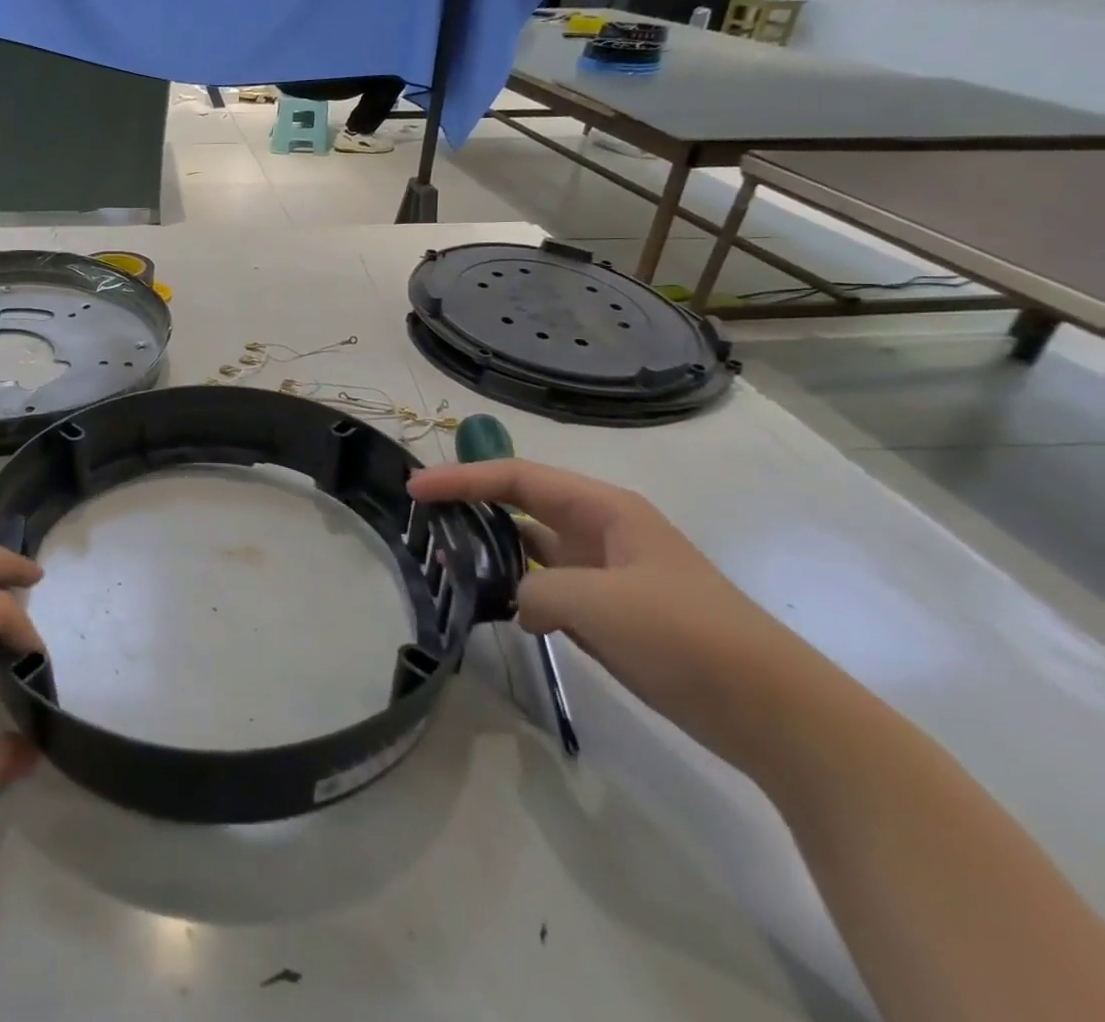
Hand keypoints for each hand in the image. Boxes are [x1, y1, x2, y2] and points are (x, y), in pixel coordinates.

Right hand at [408, 458, 804, 770]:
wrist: (775, 714)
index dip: (462, 478)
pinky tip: (498, 610)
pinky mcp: (610, 613)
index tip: (415, 489)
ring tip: (448, 565)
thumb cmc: (686, 636)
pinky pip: (548, 588)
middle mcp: (601, 530)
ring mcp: (607, 573)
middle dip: (472, 506)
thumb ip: (535, 588)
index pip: (516, 477)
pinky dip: (517, 591)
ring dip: (492, 552)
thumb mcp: (597, 603)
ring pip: (532, 548)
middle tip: (424, 520)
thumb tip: (518, 603)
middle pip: (522, 504)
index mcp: (603, 509)